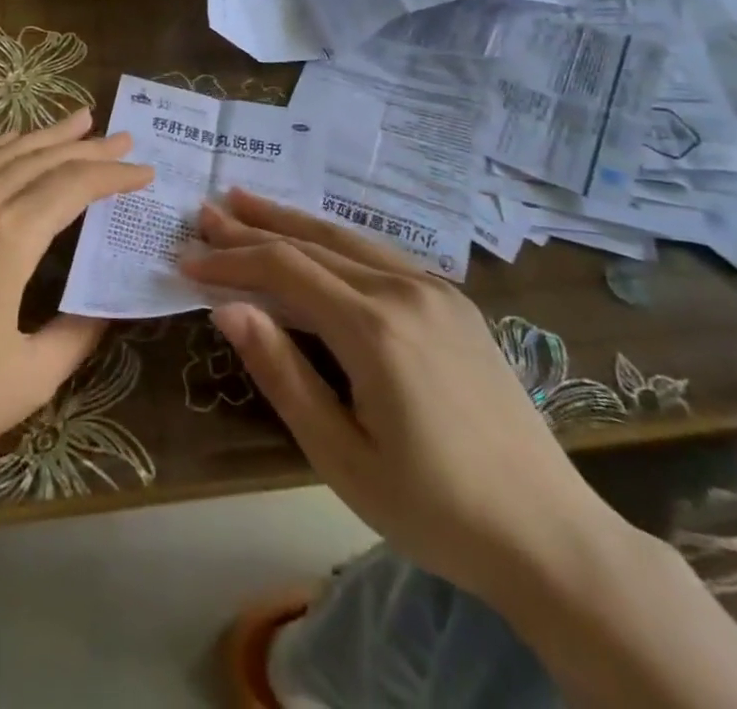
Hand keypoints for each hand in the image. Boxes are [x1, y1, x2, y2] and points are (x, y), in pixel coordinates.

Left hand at [0, 109, 152, 500]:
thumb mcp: (29, 379)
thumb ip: (78, 333)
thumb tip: (106, 305)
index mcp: (7, 238)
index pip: (74, 186)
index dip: (113, 174)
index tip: (144, 171)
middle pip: (41, 159)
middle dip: (87, 146)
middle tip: (122, 137)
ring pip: (1, 153)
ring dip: (44, 136)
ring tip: (78, 120)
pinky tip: (9, 143)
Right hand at [180, 191, 617, 602]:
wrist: (549, 534)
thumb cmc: (434, 508)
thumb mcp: (341, 456)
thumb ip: (282, 373)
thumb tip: (227, 310)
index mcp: (374, 327)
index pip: (284, 270)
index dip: (231, 261)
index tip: (187, 259)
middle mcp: (405, 290)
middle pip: (312, 243)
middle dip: (253, 227)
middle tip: (206, 212)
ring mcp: (436, 289)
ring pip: (347, 237)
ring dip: (292, 220)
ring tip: (248, 202)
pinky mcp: (455, 301)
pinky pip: (380, 253)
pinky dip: (335, 238)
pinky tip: (316, 237)